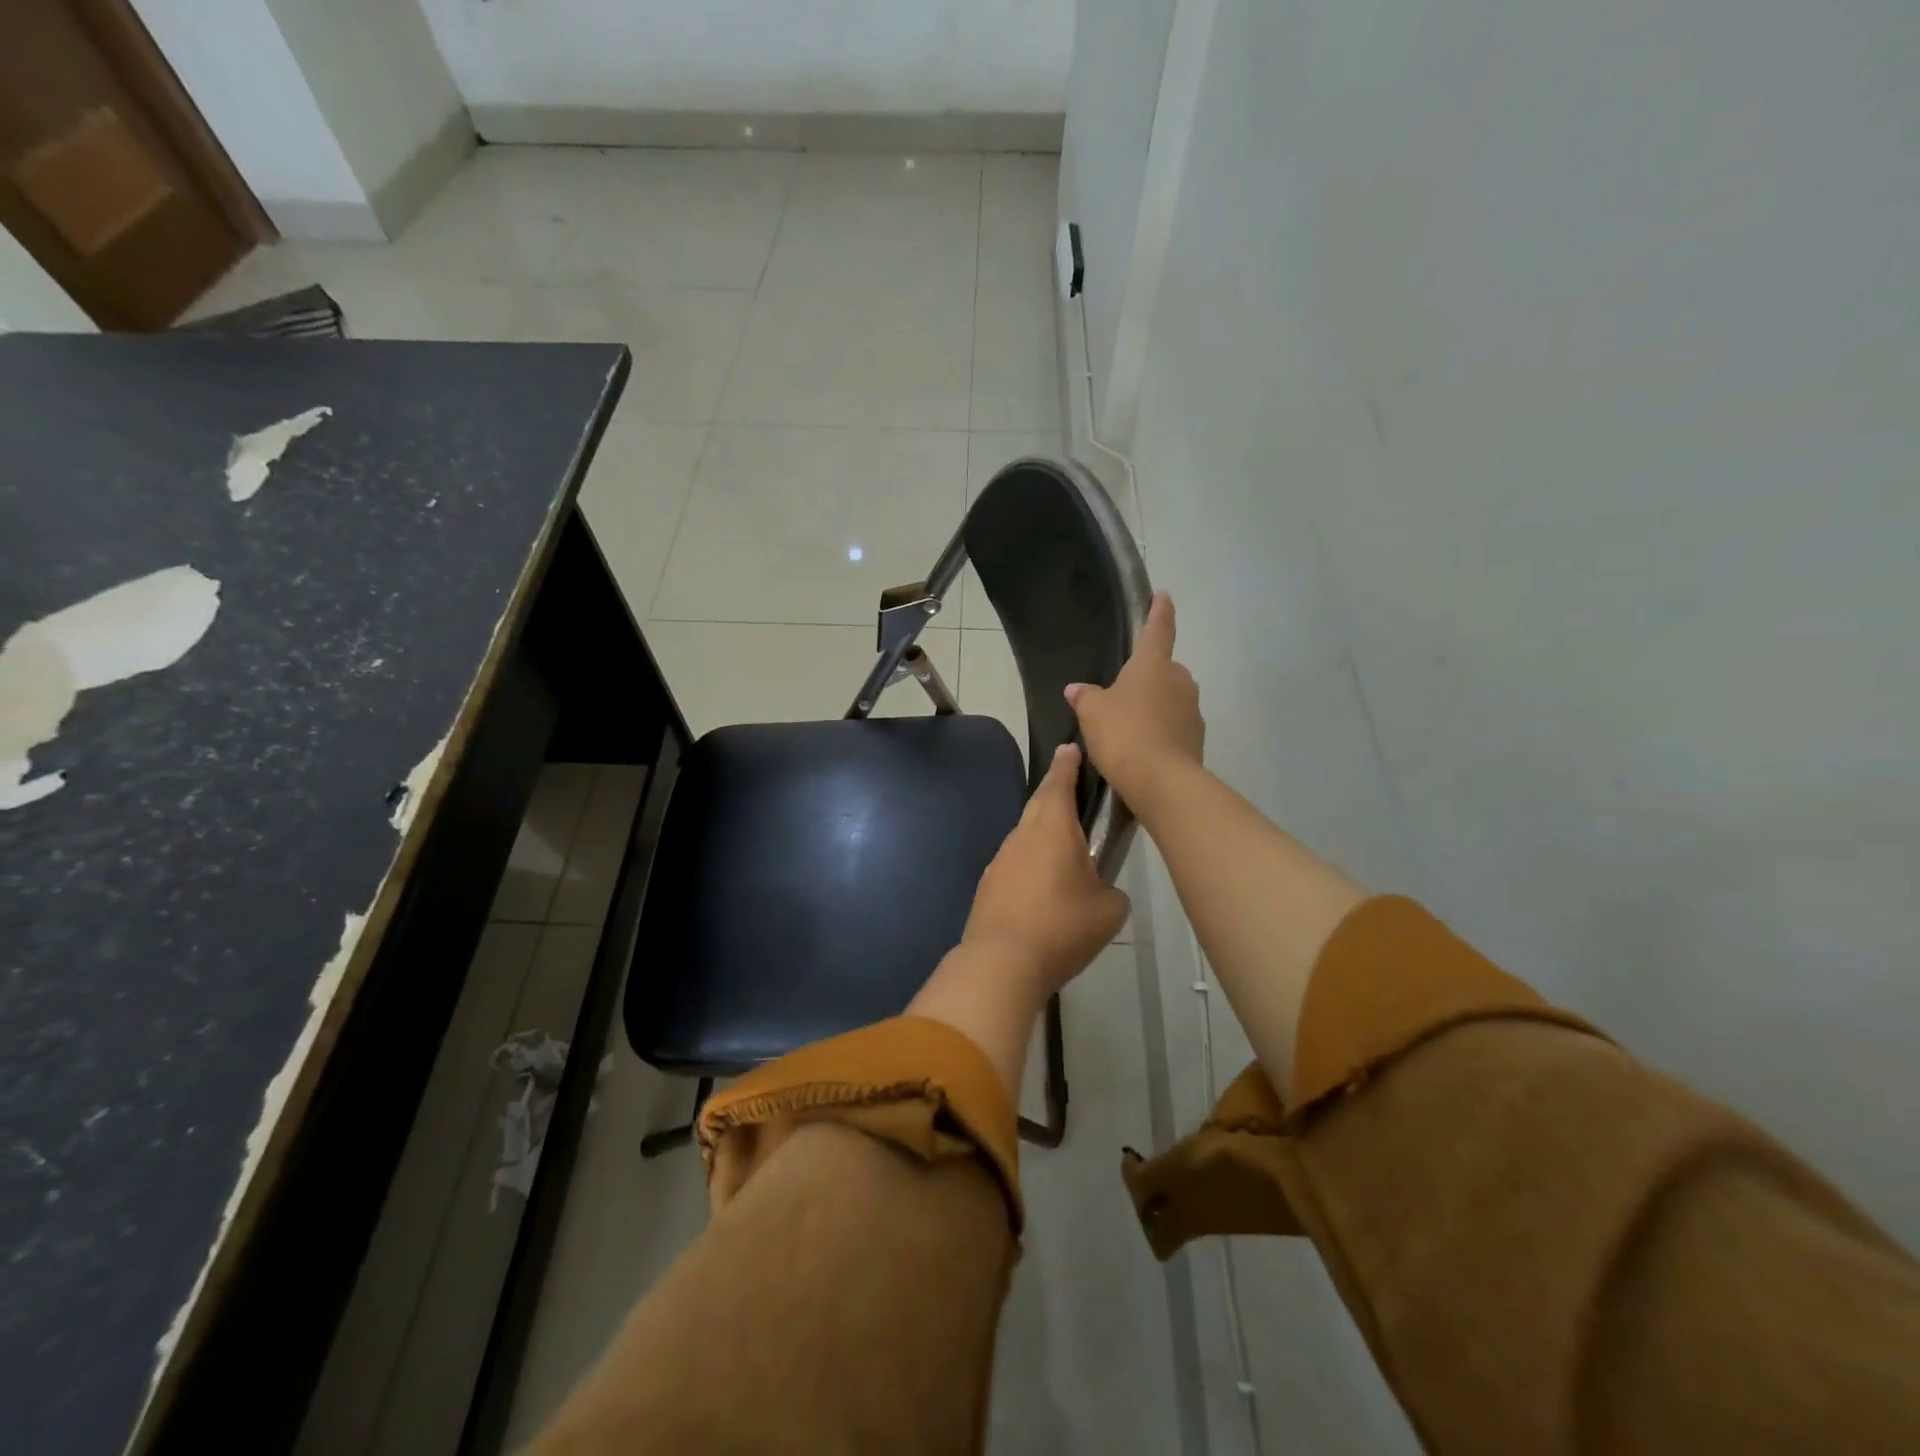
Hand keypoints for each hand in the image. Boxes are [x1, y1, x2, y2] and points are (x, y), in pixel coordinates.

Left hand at [909, 744, 1128, 1094]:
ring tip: (1065, 845)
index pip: (1060, 782)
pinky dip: (1030, 862)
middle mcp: (1022, 835)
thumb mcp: (1110, 910)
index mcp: (1053, 828)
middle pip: (1040, 803)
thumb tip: (1101, 889)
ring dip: (1043, 831)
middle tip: (1072, 786)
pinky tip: (1041, 885)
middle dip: (1055, 790)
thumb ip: (1112, 890)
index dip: (1068, 764)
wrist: (1002, 962)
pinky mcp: (988, 884)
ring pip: (1026, 834)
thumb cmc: (1062, 928)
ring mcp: (1000, 859)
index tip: (1071, 748)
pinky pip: (1015, 861)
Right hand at [1065, 591, 1203, 812]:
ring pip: (1170, 699)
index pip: (1158, 629)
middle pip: (1163, 670)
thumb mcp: (1092, 712)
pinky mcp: (1197, 738)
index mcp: (1153, 664)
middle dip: (1147, 678)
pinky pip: (1174, 726)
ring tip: (1128, 728)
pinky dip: (1160, 731)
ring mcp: (1192, 710)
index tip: (1164, 595)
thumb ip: (1085, 696)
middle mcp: (1179, 680)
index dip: (1159, 611)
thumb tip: (1077, 689)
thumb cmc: (1123, 733)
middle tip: (1122, 695)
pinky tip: (1141, 748)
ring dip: (1154, 707)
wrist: (1160, 781)